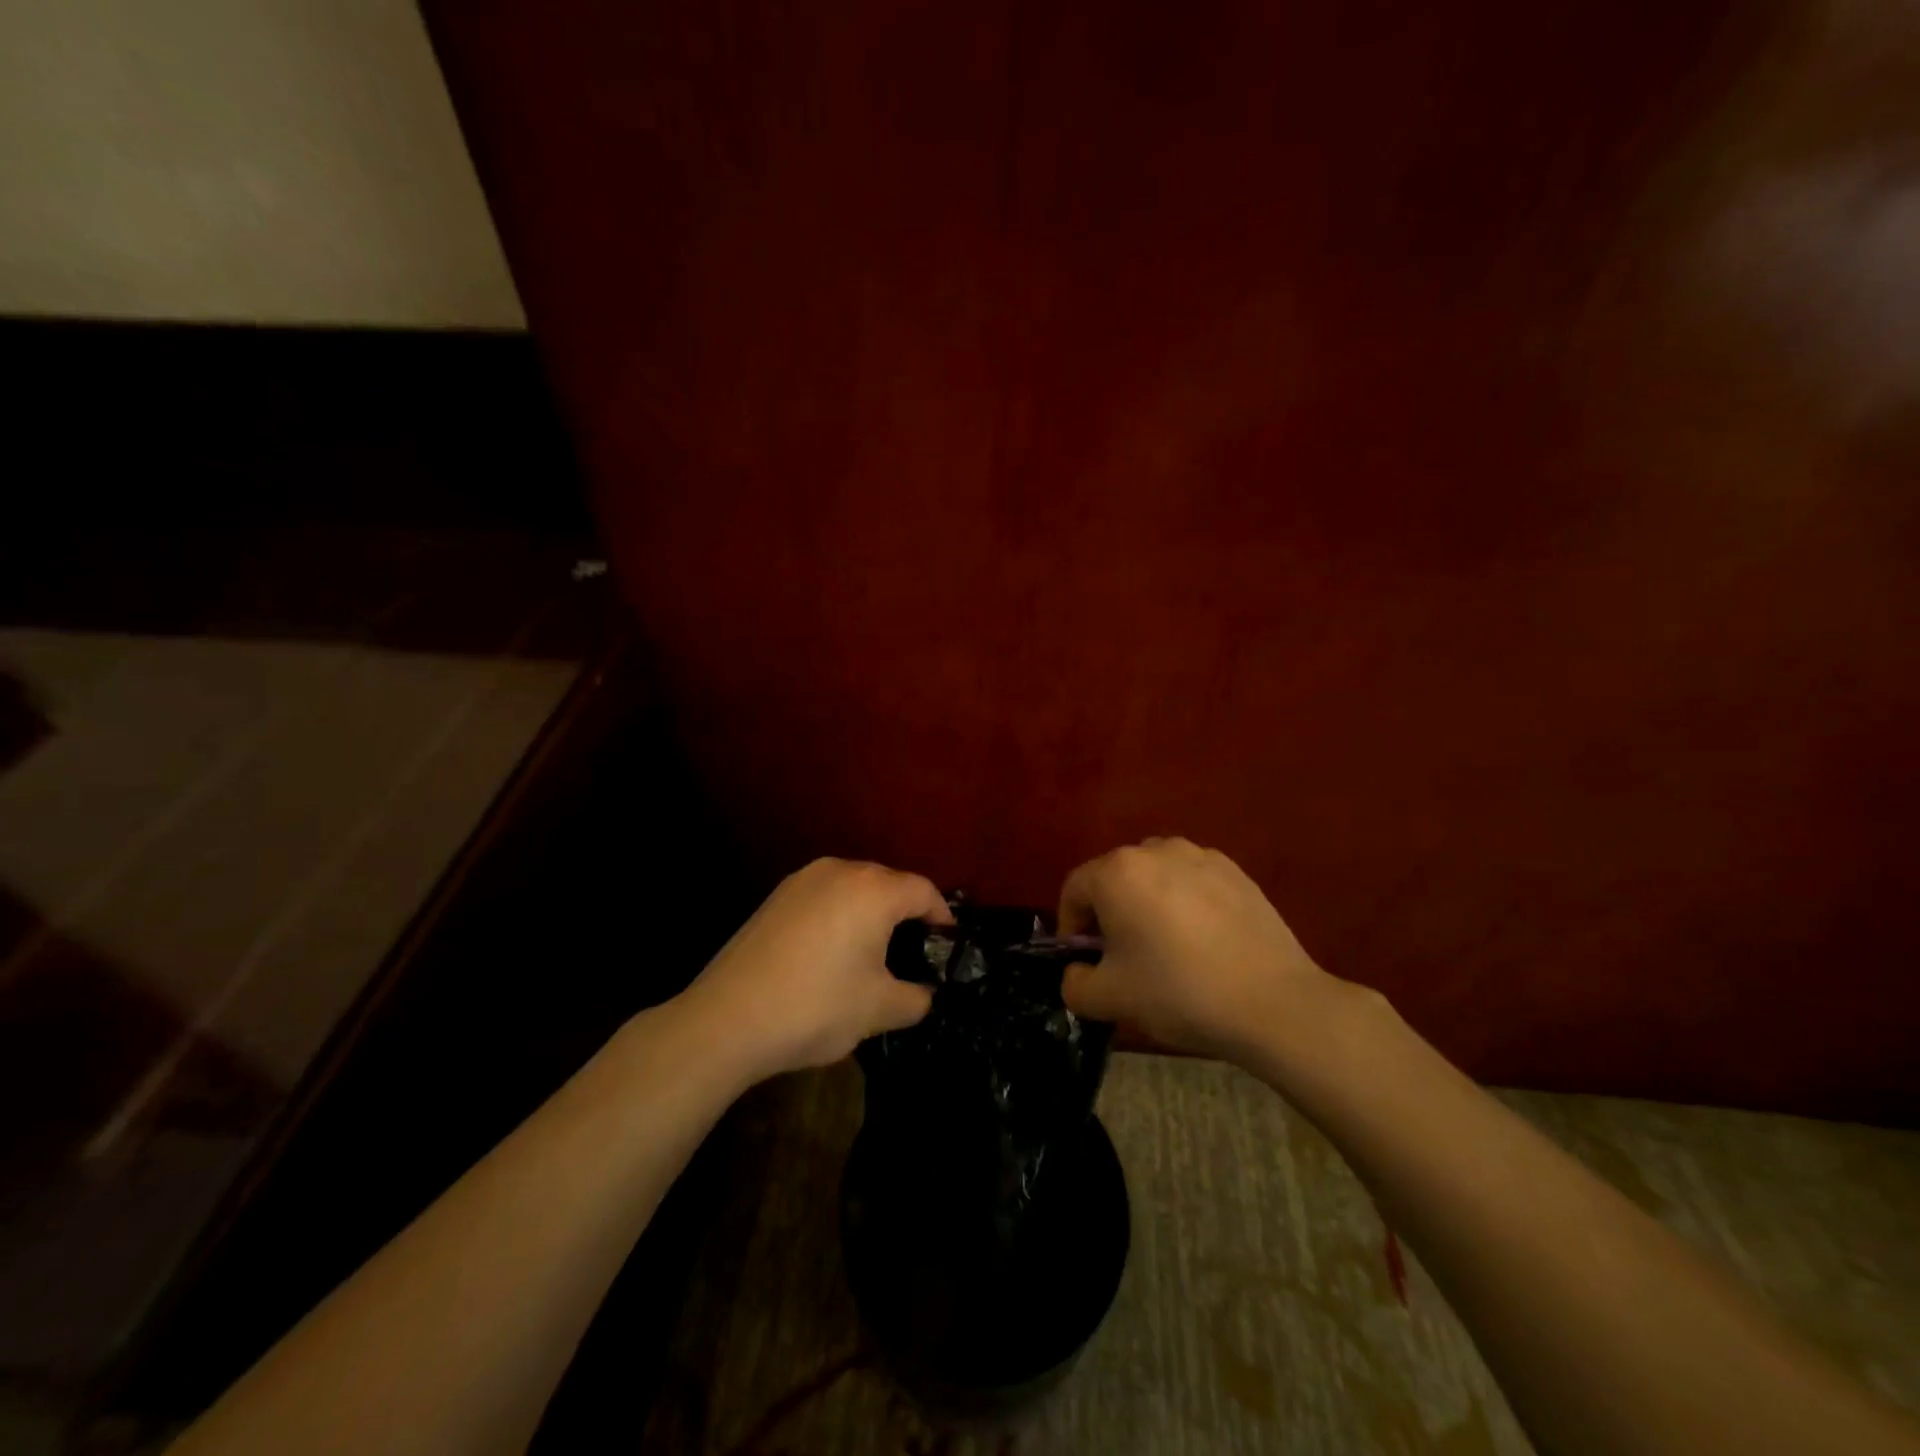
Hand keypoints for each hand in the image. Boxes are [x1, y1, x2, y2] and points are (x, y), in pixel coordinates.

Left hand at [684, 857, 951, 1080]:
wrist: (726, 1020)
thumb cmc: (816, 1007)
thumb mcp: (879, 1010)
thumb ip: (917, 998)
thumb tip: (925, 993)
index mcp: (873, 889)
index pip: (924, 891)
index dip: (943, 917)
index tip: (947, 947)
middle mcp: (840, 870)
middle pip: (889, 884)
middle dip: (906, 915)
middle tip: (913, 955)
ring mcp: (802, 880)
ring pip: (854, 889)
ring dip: (871, 915)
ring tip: (872, 955)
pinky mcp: (775, 897)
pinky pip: (824, 898)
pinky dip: (839, 918)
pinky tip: (830, 955)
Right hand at [1058, 837, 1343, 1064]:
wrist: (1272, 1001)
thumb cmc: (1178, 992)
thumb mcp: (1109, 999)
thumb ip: (1075, 984)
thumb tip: (1079, 971)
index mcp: (1117, 872)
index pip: (1075, 889)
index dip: (1071, 925)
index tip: (1084, 960)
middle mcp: (1154, 850)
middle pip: (1115, 877)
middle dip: (1109, 912)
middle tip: (1121, 956)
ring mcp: (1199, 856)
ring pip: (1155, 875)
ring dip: (1147, 902)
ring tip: (1164, 945)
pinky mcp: (1235, 871)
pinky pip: (1192, 880)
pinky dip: (1185, 902)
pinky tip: (1203, 941)